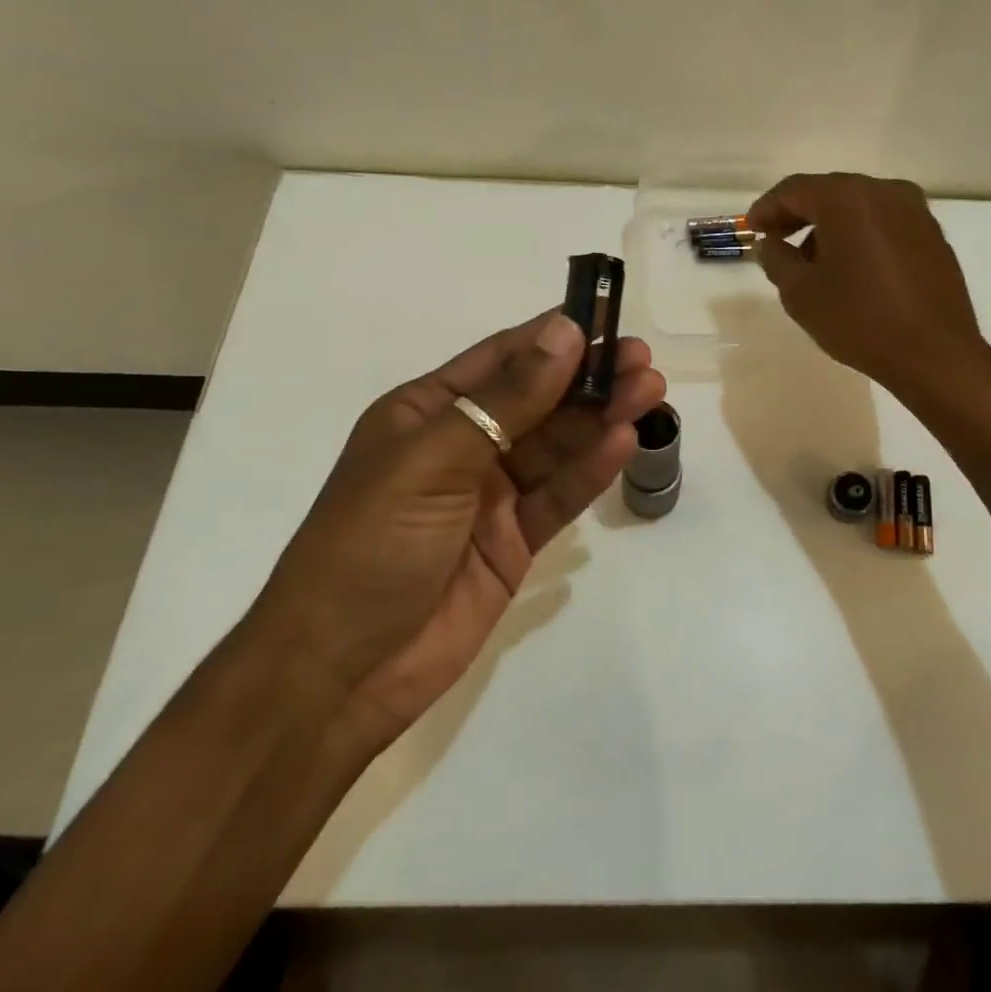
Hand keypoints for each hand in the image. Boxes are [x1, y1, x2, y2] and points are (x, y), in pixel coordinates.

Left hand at [253, 310, 664, 748]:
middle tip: (643, 361)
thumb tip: (564, 332)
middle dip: (590, 378)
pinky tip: (623, 442)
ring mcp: (491, 495)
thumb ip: (508, 399)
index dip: (554, 338)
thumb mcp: (436, 458)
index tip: (607, 320)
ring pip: (557, 445)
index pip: (502, 359)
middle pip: (539, 401)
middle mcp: (462, 445)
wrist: (340, 671)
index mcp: (427, 412)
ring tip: (650, 391)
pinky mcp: (514, 540)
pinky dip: (591, 469)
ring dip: (601, 417)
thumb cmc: (372, 543)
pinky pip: (559, 495)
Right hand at [748, 172, 983, 393]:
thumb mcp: (800, 293)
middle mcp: (884, 192)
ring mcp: (915, 212)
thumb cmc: (859, 320)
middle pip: (829, 193)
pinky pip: (885, 224)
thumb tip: (769, 243)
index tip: (751, 229)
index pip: (795, 190)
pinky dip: (861, 236)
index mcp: (847, 198)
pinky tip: (852, 269)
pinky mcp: (932, 235)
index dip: (767, 208)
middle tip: (776, 241)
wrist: (934, 354)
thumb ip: (776, 259)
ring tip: (813, 263)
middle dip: (799, 215)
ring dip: (831, 227)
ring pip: (859, 208)